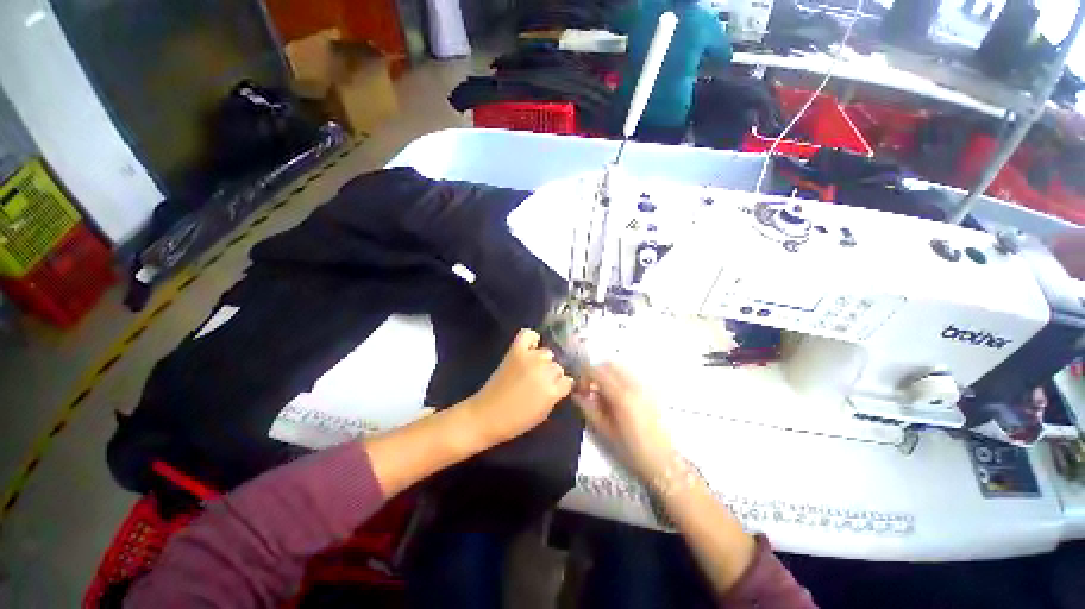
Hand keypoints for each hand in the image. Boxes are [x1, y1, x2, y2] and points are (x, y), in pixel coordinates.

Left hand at [464, 329, 573, 446]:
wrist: (486, 416)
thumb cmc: (516, 421)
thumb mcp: (543, 414)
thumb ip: (555, 396)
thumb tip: (559, 385)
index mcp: (553, 390)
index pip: (568, 381)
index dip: (561, 386)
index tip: (554, 390)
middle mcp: (545, 371)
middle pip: (557, 367)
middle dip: (551, 375)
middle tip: (539, 382)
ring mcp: (531, 358)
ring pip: (547, 353)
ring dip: (542, 361)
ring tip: (532, 368)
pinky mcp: (516, 351)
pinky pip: (529, 335)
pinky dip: (532, 339)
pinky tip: (530, 348)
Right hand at [573, 363, 675, 480]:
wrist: (663, 461)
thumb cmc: (631, 450)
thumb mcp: (604, 431)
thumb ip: (588, 409)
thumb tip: (576, 394)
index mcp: (620, 395)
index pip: (596, 371)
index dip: (583, 376)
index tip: (580, 390)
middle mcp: (632, 384)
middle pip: (608, 364)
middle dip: (595, 373)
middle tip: (589, 390)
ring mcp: (643, 385)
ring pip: (619, 368)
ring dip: (606, 375)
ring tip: (602, 394)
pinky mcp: (650, 390)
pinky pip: (629, 375)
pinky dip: (618, 378)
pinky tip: (616, 397)